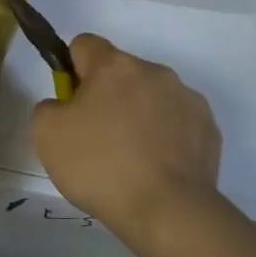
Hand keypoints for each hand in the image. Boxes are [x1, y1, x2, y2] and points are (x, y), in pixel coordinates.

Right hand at [32, 34, 221, 245]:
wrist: (168, 212)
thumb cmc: (101, 166)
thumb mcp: (47, 135)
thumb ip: (49, 106)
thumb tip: (65, 105)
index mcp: (114, 66)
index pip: (84, 44)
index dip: (72, 70)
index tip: (71, 105)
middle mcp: (154, 72)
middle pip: (120, 72)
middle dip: (107, 95)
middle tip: (96, 139)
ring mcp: (186, 98)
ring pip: (151, 96)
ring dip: (138, 115)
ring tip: (130, 160)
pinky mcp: (208, 128)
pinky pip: (177, 122)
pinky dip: (165, 137)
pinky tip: (156, 169)